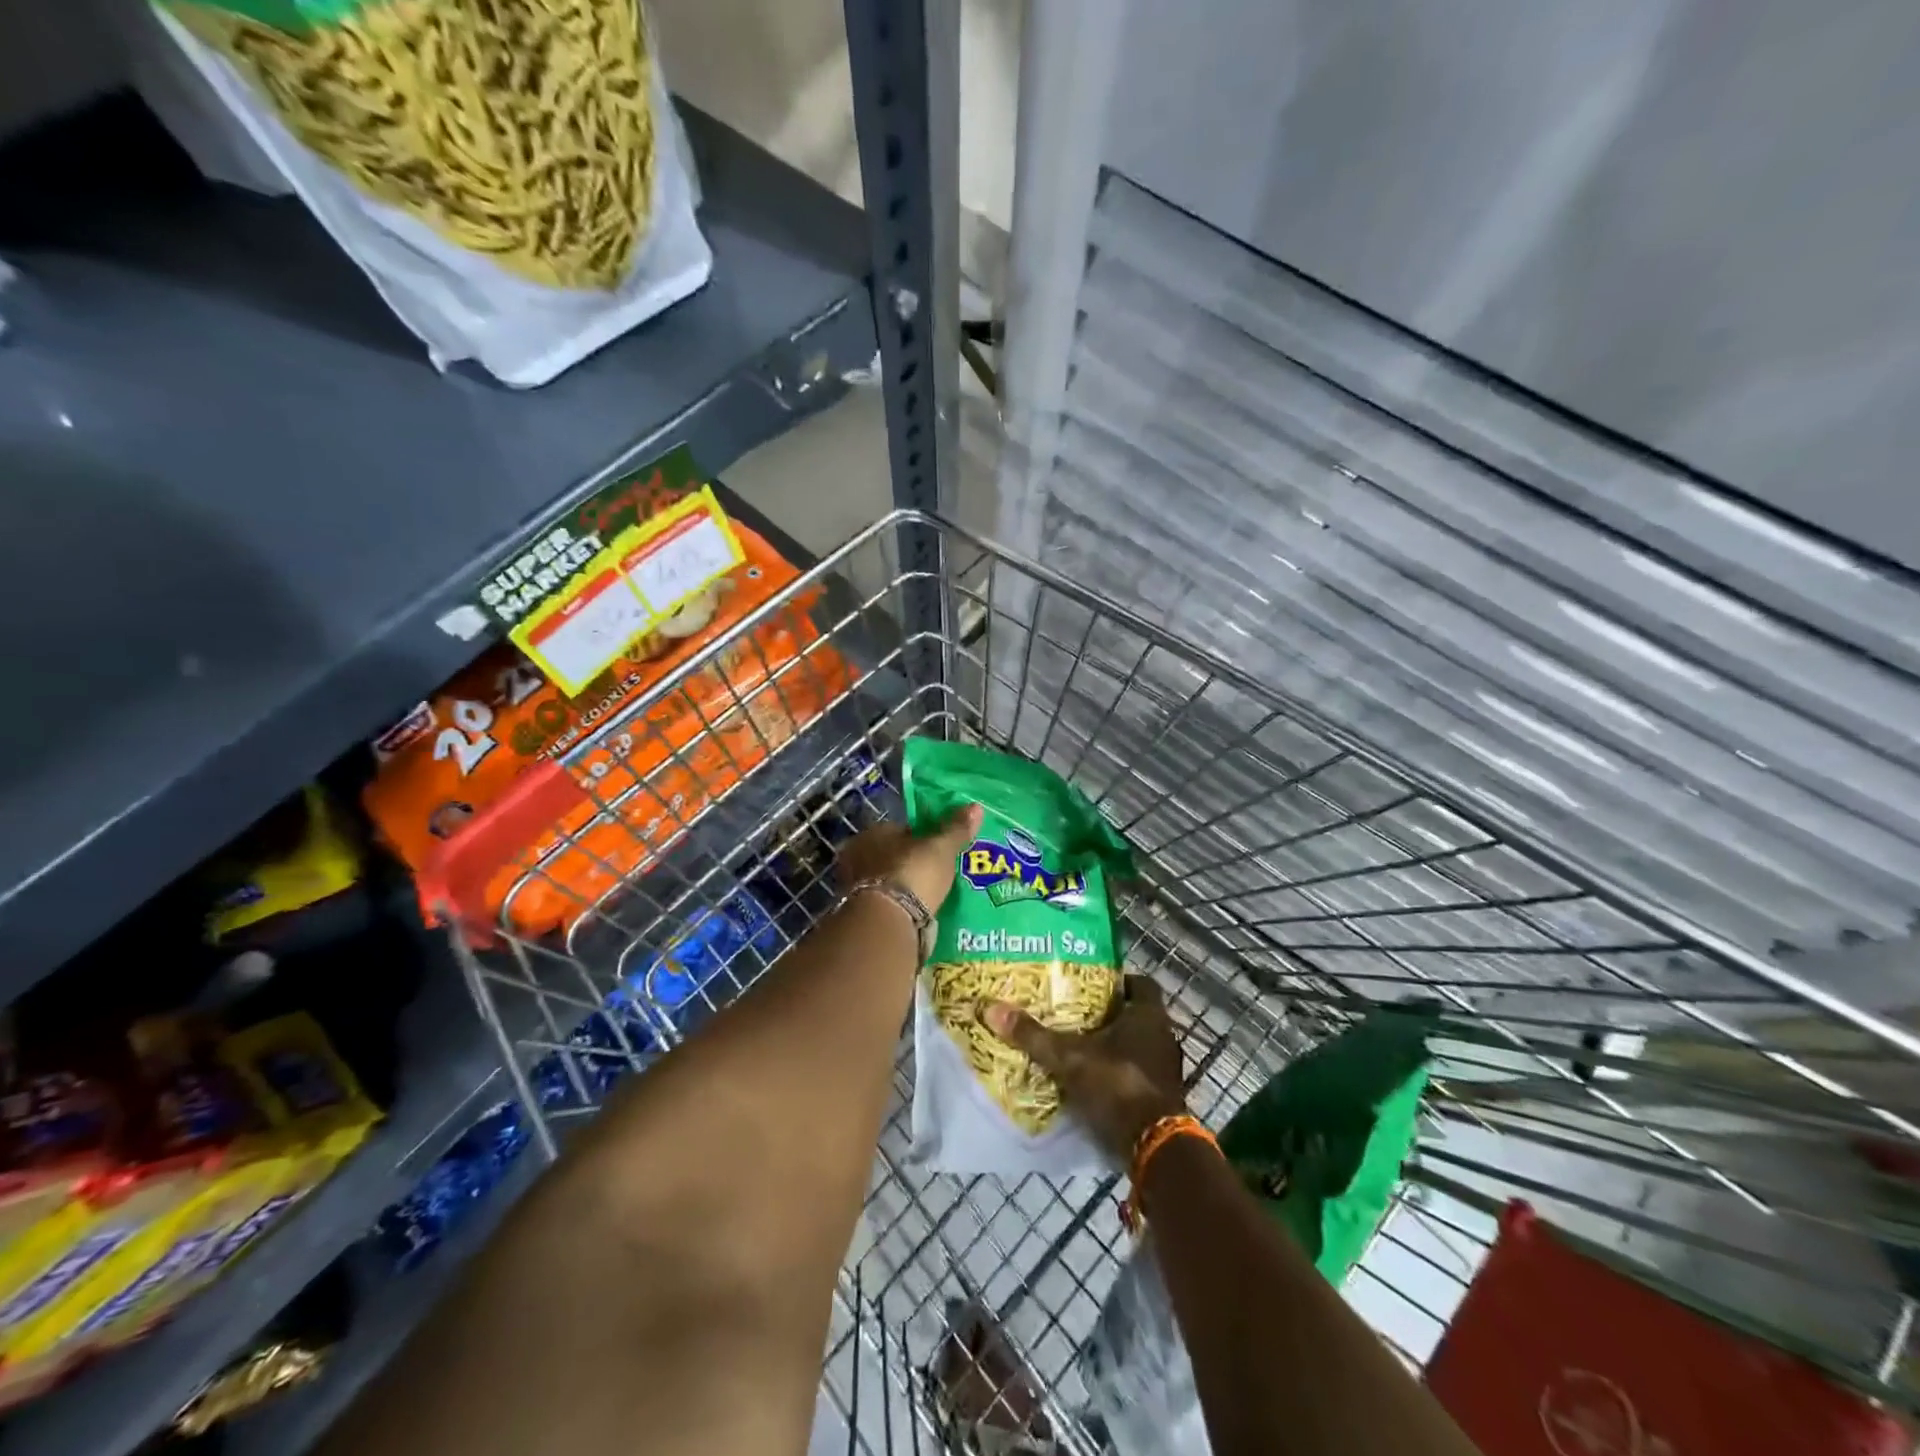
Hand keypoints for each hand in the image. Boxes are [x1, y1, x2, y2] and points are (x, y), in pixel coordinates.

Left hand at [835, 803, 982, 913]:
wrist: (886, 923)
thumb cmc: (912, 874)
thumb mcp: (941, 849)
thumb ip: (956, 829)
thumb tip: (976, 807)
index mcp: (873, 832)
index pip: (900, 829)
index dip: (921, 837)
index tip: (939, 849)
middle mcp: (857, 856)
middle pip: (891, 855)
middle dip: (910, 863)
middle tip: (936, 874)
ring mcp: (854, 886)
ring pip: (887, 881)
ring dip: (903, 887)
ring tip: (929, 896)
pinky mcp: (859, 913)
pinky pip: (885, 904)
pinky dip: (898, 906)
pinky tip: (916, 914)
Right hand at [983, 976, 1187, 1160]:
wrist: (1153, 1146)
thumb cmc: (1117, 1084)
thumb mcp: (1069, 1057)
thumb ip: (1033, 1035)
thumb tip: (992, 1007)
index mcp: (1149, 1015)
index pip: (1141, 983)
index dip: (1119, 981)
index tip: (1091, 983)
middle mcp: (1163, 1037)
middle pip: (1136, 1015)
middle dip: (1109, 1014)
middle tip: (1075, 1012)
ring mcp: (1165, 1069)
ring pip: (1138, 1046)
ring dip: (1114, 1046)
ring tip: (1078, 1045)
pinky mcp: (1162, 1098)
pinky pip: (1137, 1074)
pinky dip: (1118, 1073)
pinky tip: (1092, 1079)